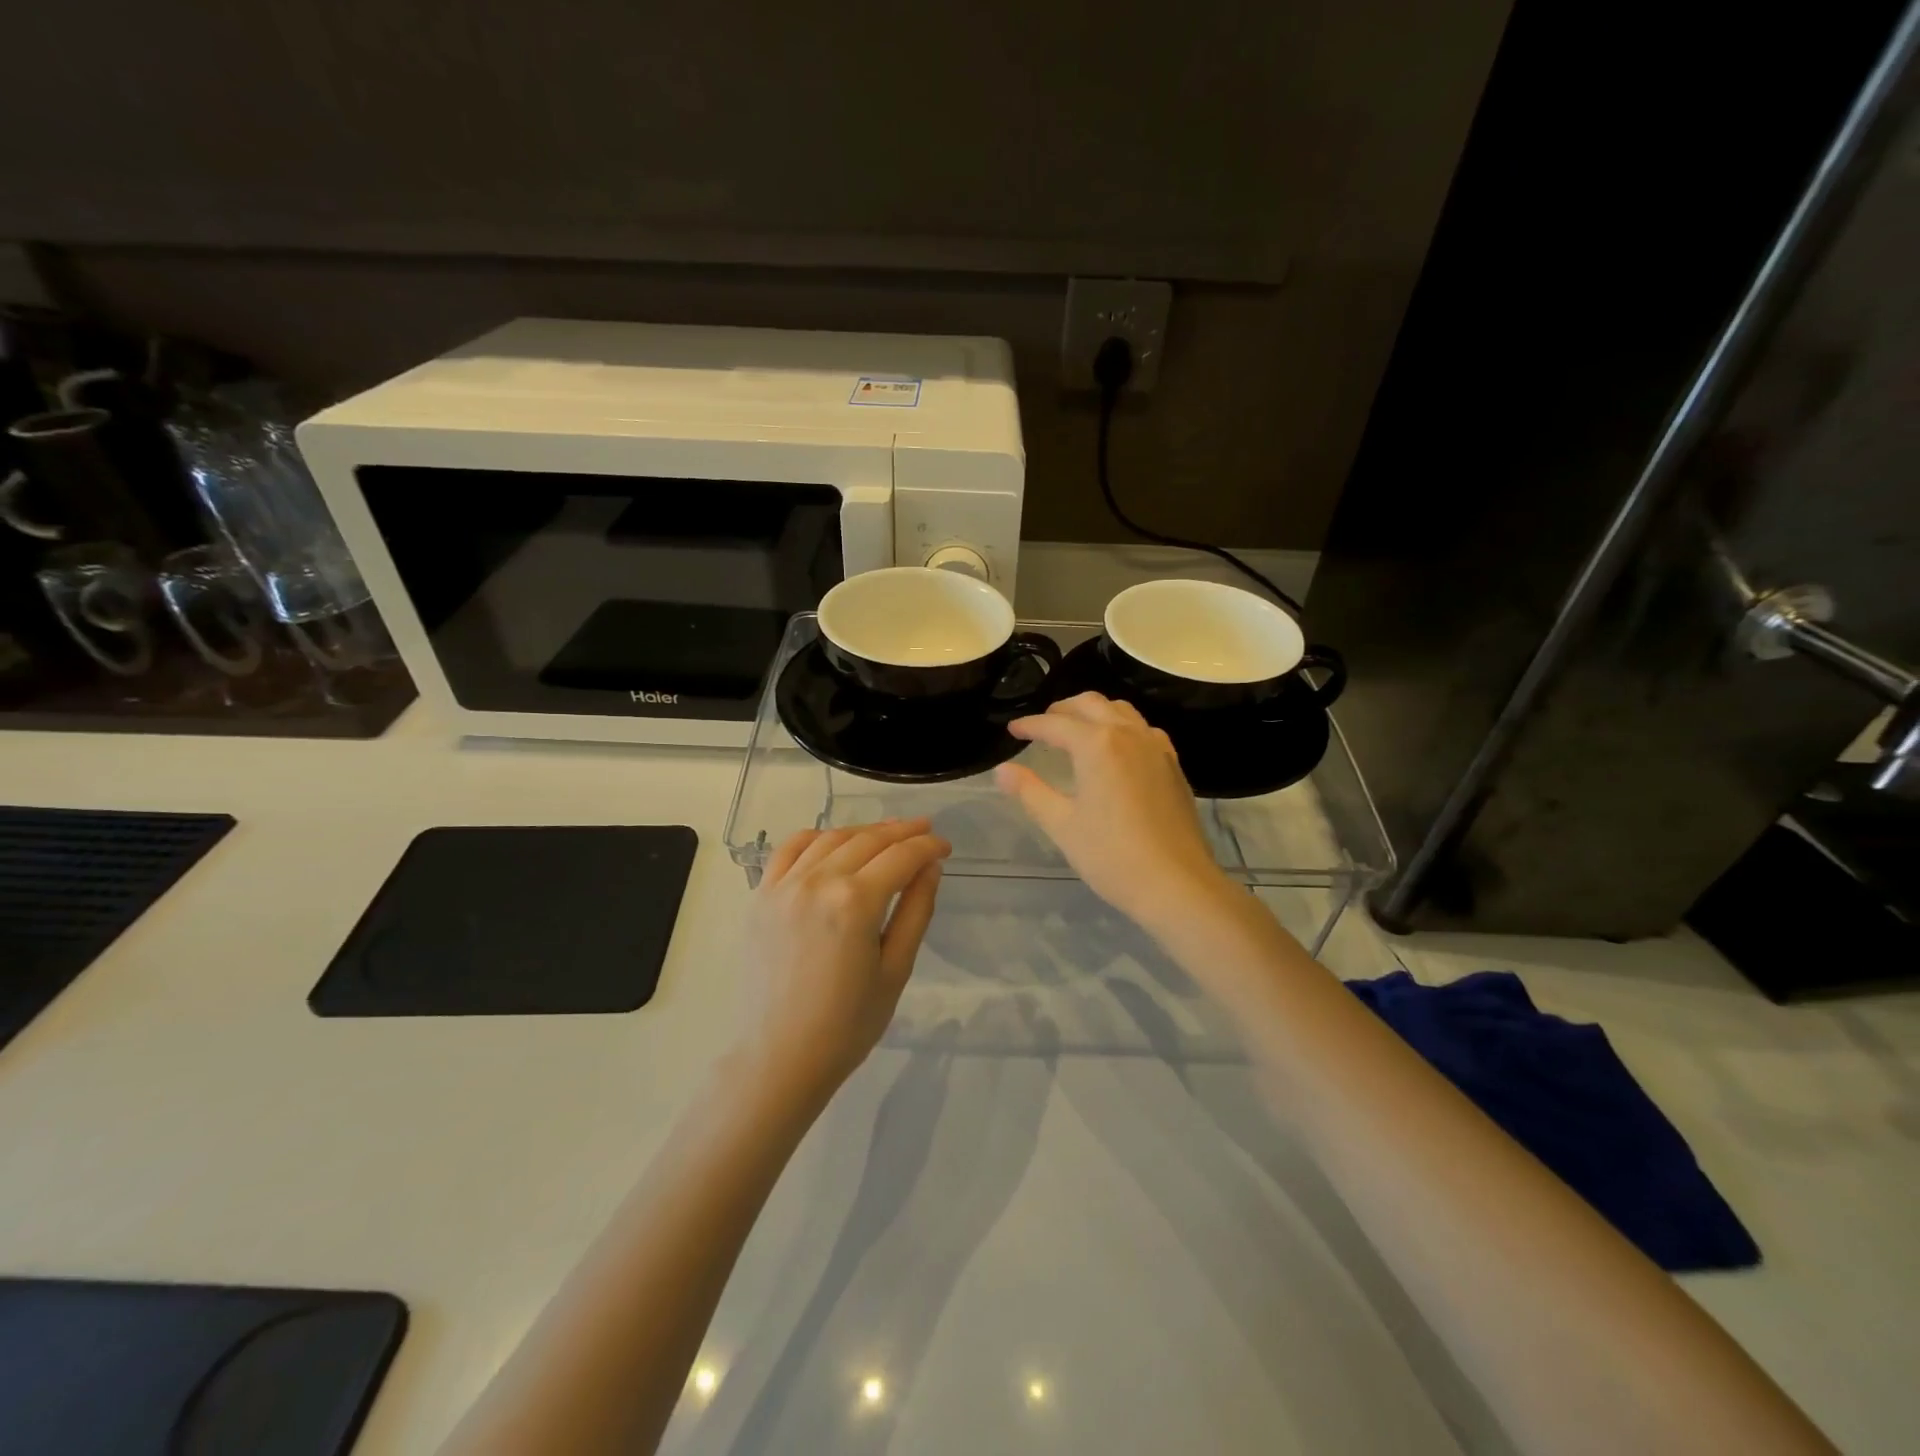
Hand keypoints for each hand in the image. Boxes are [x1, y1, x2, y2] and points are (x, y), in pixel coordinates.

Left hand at [739, 819, 949, 1096]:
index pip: (901, 857)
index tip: (945, 846)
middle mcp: (817, 881)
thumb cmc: (847, 1024)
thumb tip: (931, 867)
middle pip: (867, 840)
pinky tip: (833, 841)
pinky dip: (815, 837)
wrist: (780, 1056)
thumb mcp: (896, 969)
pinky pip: (788, 850)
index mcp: (855, 902)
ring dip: (864, 830)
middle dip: (901, 832)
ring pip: (830, 838)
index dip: (928, 846)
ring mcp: (784, 886)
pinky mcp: (761, 896)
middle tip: (925, 830)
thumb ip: (916, 910)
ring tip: (887, 833)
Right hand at [995, 692, 1232, 928]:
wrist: (1177, 884)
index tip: (1012, 730)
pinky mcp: (1173, 764)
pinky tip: (1116, 750)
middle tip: (1042, 725)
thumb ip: (1030, 792)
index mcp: (1097, 744)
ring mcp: (1156, 747)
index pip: (1055, 724)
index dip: (1030, 725)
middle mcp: (1129, 734)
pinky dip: (1121, 727)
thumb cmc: (1112, 856)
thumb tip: (1002, 771)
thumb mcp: (1062, 825)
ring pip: (1121, 711)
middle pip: (1091, 704)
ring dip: (1094, 712)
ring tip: (1076, 731)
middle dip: (1062, 710)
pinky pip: (1143, 729)